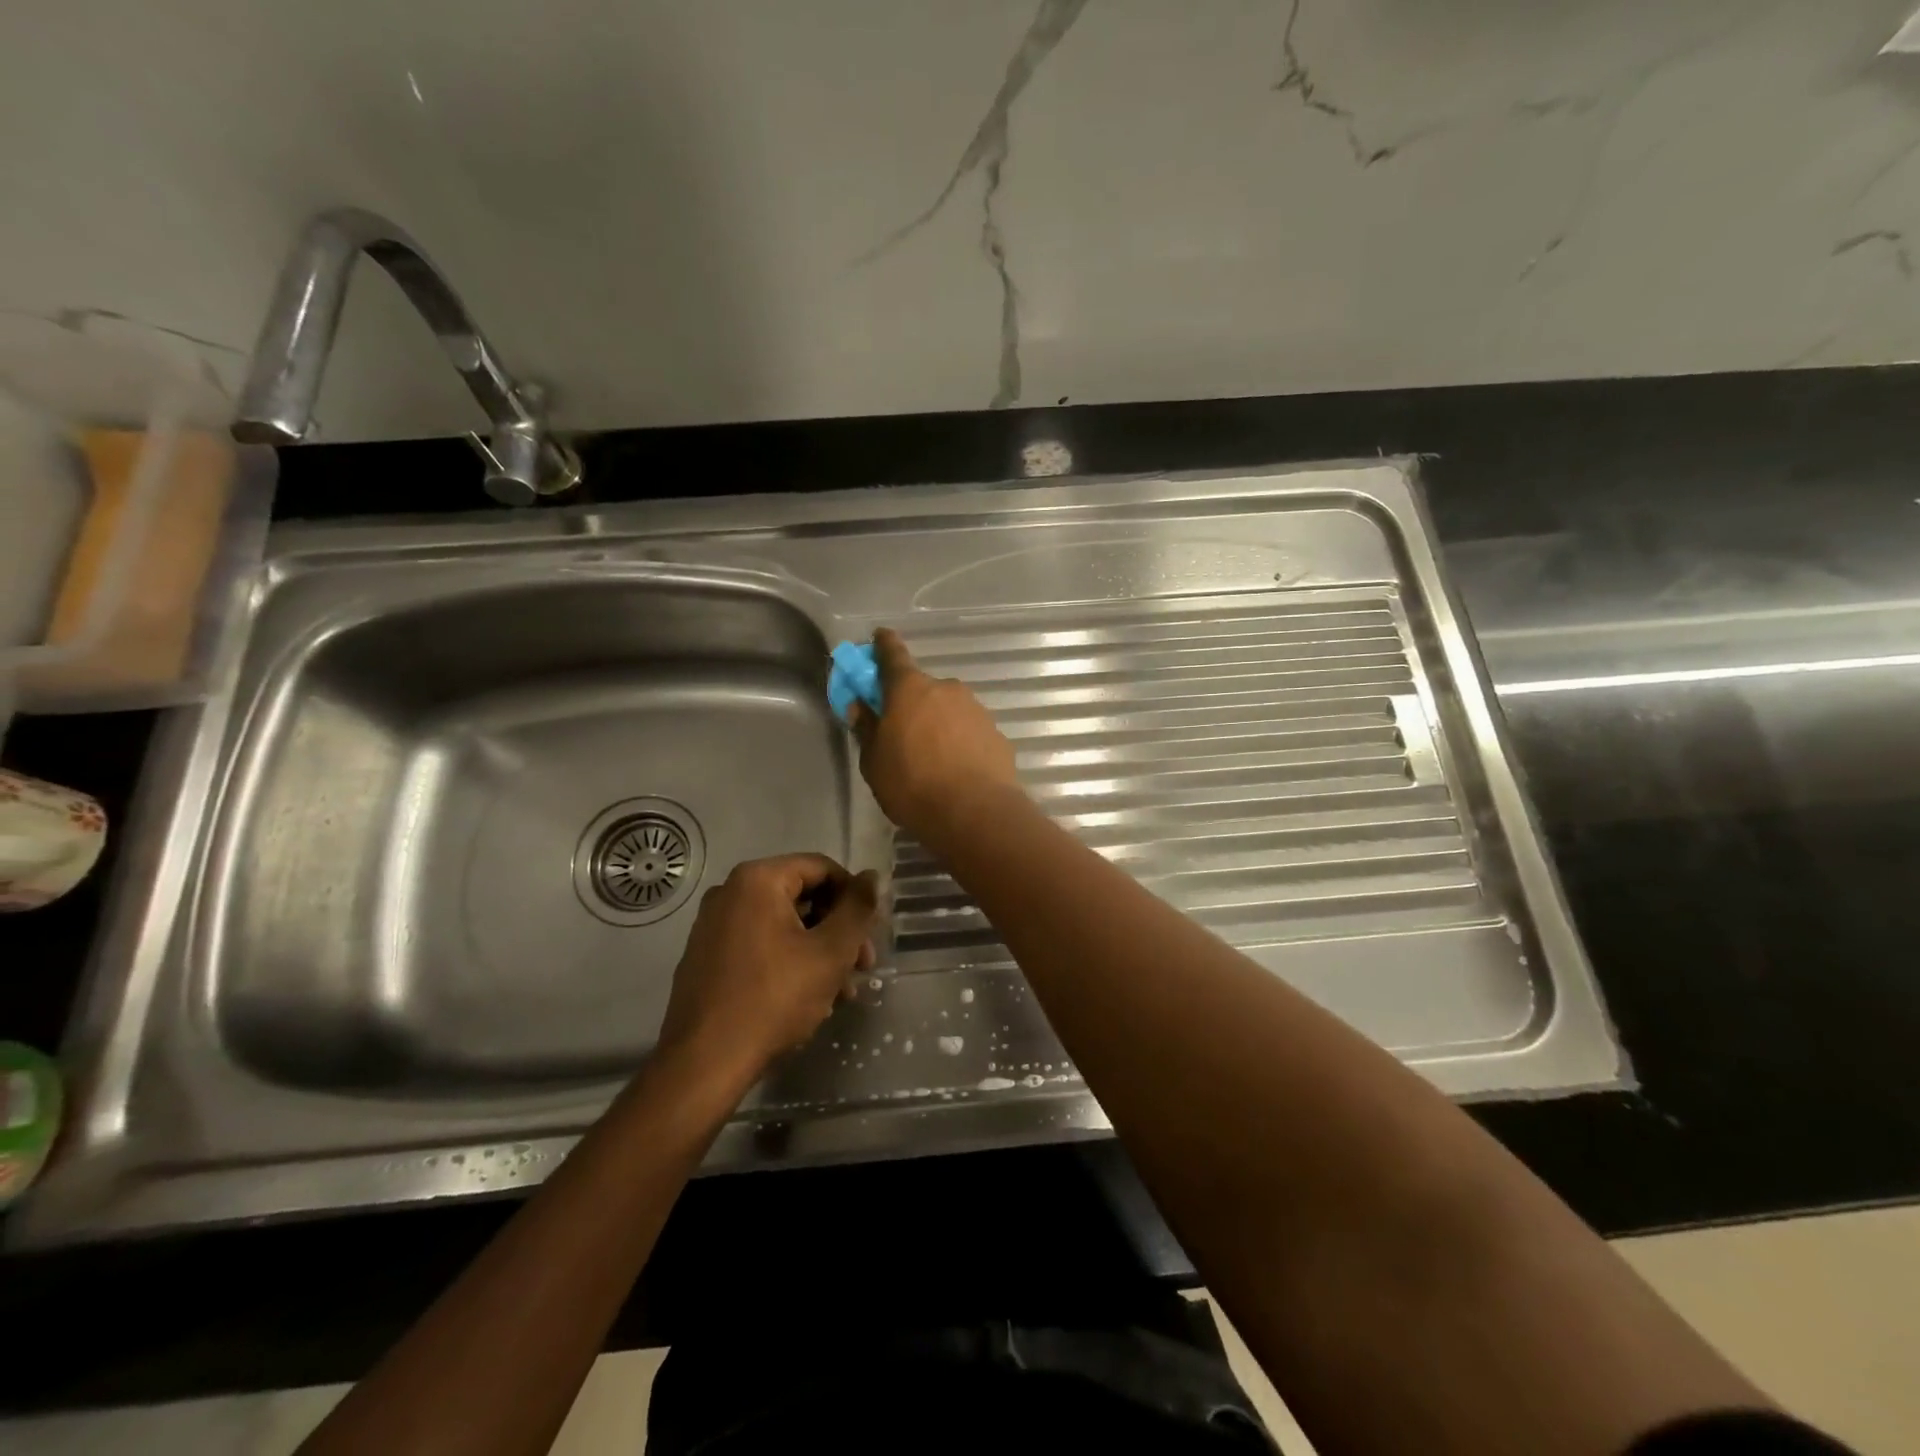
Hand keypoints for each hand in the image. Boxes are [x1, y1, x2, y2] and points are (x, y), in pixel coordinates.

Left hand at [657, 854, 877, 1081]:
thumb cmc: (774, 998)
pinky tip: (809, 998)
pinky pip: (760, 944)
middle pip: (803, 896)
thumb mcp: (831, 952)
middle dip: (838, 930)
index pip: (822, 868)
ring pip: (784, 925)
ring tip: (842, 992)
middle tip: (862, 966)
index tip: (870, 934)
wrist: (705, 1063)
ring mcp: (713, 926)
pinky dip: (789, 961)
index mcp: (757, 880)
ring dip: (819, 951)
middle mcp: (730, 892)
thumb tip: (872, 877)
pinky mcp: (707, 957)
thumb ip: (858, 908)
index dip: (854, 897)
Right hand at [849, 627, 1020, 842]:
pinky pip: (969, 732)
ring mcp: (976, 709)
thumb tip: (861, 707)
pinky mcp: (996, 734)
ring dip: (938, 725)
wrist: (976, 813)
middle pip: (922, 689)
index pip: (892, 654)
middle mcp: (946, 689)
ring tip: (931, 760)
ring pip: (948, 710)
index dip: (883, 645)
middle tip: (902, 733)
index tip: (879, 637)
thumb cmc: (913, 785)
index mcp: (910, 689)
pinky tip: (956, 771)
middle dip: (911, 704)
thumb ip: (866, 729)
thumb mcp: (874, 762)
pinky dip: (960, 743)